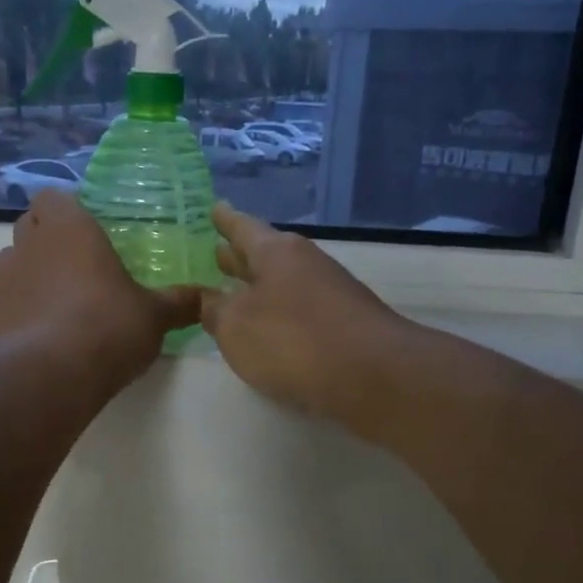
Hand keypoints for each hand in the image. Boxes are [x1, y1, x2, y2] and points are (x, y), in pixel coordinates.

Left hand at [0, 189, 200, 391]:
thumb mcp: (155, 316)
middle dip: (44, 241)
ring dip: (20, 272)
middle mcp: (29, 241)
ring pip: (4, 258)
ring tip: (43, 302)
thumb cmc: (110, 327)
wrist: (55, 372)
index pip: (54, 198)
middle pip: (28, 226)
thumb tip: (208, 298)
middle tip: (71, 271)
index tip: (83, 236)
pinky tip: (4, 316)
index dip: (64, 213)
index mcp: (71, 227)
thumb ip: (180, 302)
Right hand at [200, 203, 411, 426]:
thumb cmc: (293, 341)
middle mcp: (306, 263)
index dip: (225, 220)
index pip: (243, 227)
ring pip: (284, 282)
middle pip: (265, 253)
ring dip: (260, 285)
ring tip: (236, 291)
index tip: (214, 208)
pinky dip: (280, 311)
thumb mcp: (236, 327)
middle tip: (217, 251)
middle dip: (240, 254)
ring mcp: (330, 293)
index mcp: (276, 252)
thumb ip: (215, 310)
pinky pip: (300, 308)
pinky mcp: (345, 324)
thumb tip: (209, 299)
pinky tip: (271, 327)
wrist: (374, 375)